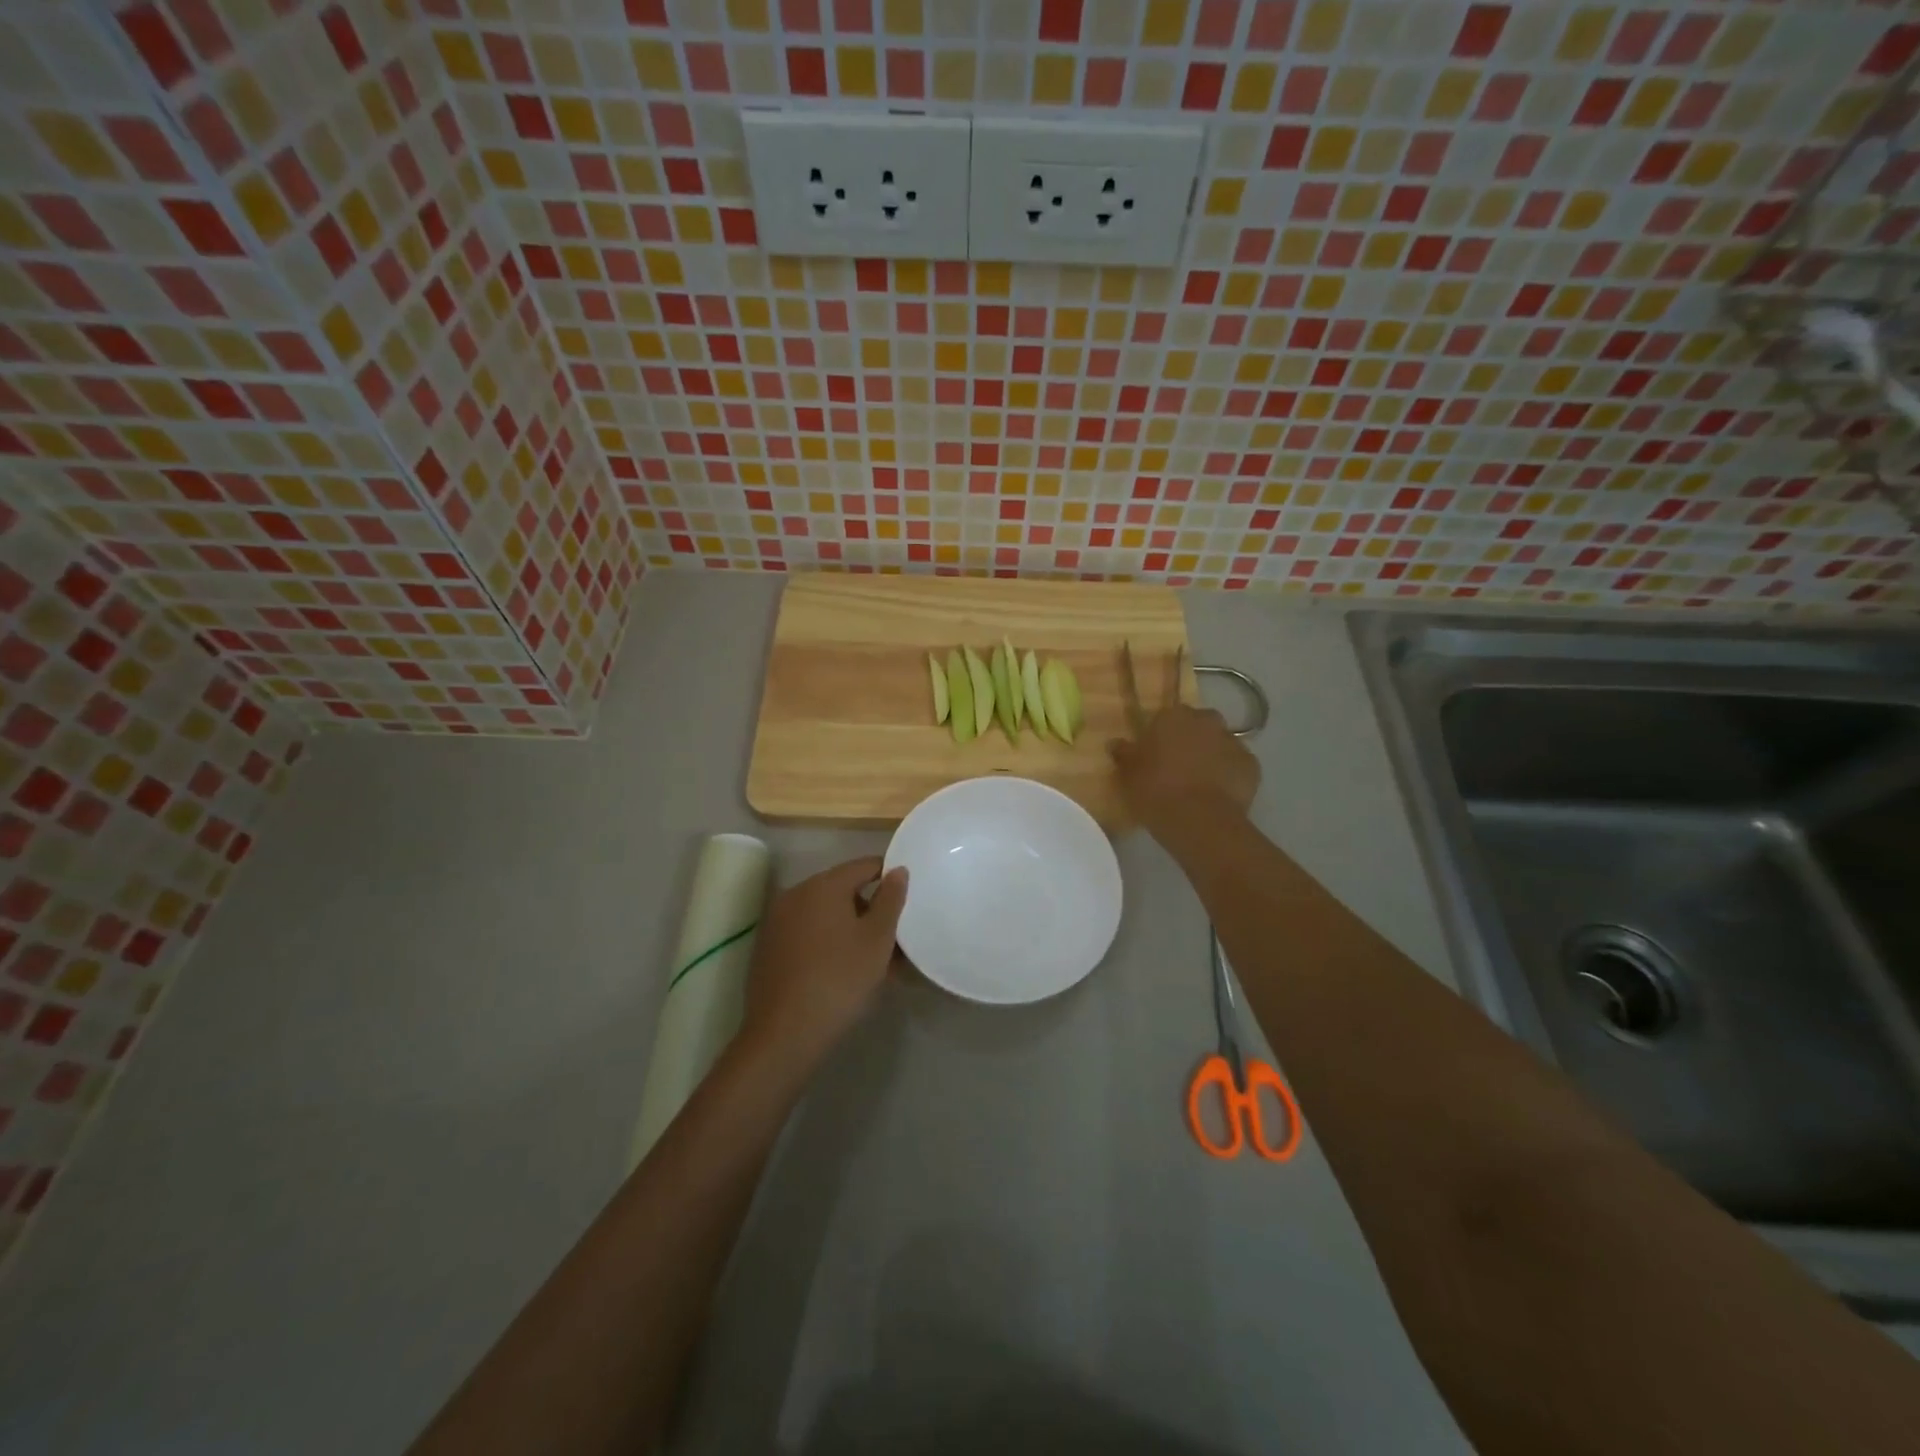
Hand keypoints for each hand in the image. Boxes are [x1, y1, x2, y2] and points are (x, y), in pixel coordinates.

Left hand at [739, 856, 907, 1075]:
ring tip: (875, 960)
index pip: (864, 865)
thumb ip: (890, 899)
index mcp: (823, 885)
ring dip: (851, 928)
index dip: (889, 877)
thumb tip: (897, 870)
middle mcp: (796, 893)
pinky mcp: (769, 947)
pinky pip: (808, 933)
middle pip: (843, 889)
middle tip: (895, 938)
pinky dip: (828, 942)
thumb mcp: (877, 939)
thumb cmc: (839, 979)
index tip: (908, 899)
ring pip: (825, 914)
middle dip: (870, 909)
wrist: (784, 1034)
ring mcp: (778, 921)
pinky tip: (844, 970)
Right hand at [1111, 703, 1259, 840]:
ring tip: (1198, 783)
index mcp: (1173, 716)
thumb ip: (1124, 754)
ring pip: (1219, 744)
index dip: (1161, 735)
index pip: (1166, 716)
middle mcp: (1206, 721)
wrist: (1199, 821)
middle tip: (1177, 765)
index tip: (1154, 753)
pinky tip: (1217, 795)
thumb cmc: (1155, 791)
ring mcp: (1233, 742)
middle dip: (1190, 739)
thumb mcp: (1128, 774)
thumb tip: (1116, 743)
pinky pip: (1237, 766)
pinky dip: (1229, 775)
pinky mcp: (1252, 766)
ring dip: (1211, 756)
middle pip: (1198, 725)